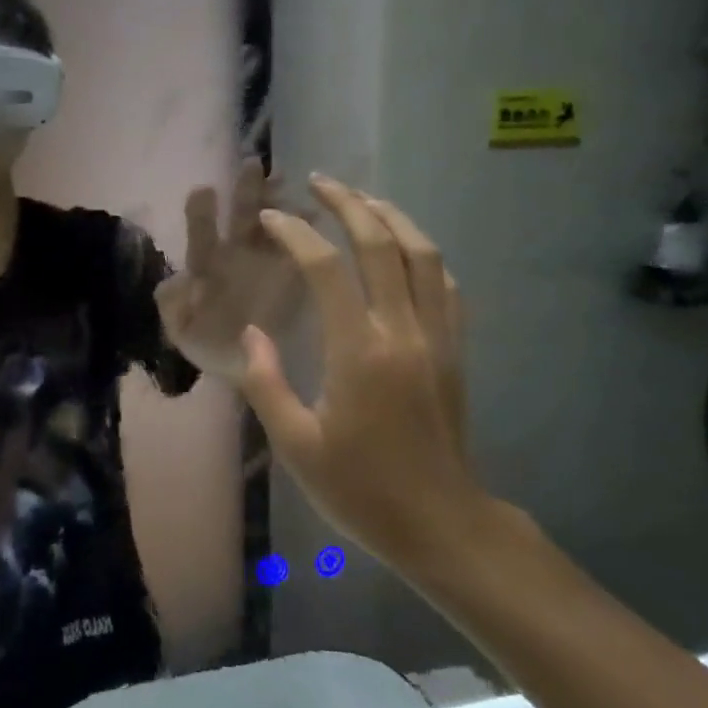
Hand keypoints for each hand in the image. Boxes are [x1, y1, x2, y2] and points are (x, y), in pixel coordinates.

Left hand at [155, 159, 301, 380]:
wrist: (247, 369)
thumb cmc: (210, 346)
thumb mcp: (182, 331)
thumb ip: (173, 307)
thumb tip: (176, 280)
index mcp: (208, 265)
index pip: (203, 234)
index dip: (202, 213)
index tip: (204, 190)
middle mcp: (238, 255)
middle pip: (242, 215)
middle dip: (247, 189)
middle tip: (253, 164)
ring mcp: (269, 260)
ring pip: (274, 221)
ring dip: (279, 200)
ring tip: (287, 182)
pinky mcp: (295, 273)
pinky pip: (303, 245)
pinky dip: (309, 227)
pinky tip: (317, 213)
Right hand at [239, 174, 484, 570]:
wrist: (442, 525)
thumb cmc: (361, 490)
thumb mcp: (296, 446)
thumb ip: (267, 383)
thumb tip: (252, 333)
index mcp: (359, 353)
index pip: (326, 269)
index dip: (296, 234)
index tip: (272, 218)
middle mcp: (403, 331)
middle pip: (381, 245)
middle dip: (348, 204)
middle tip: (319, 182)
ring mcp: (437, 338)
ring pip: (423, 255)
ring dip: (392, 218)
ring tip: (362, 200)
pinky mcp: (455, 351)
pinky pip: (446, 286)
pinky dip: (424, 255)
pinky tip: (406, 250)